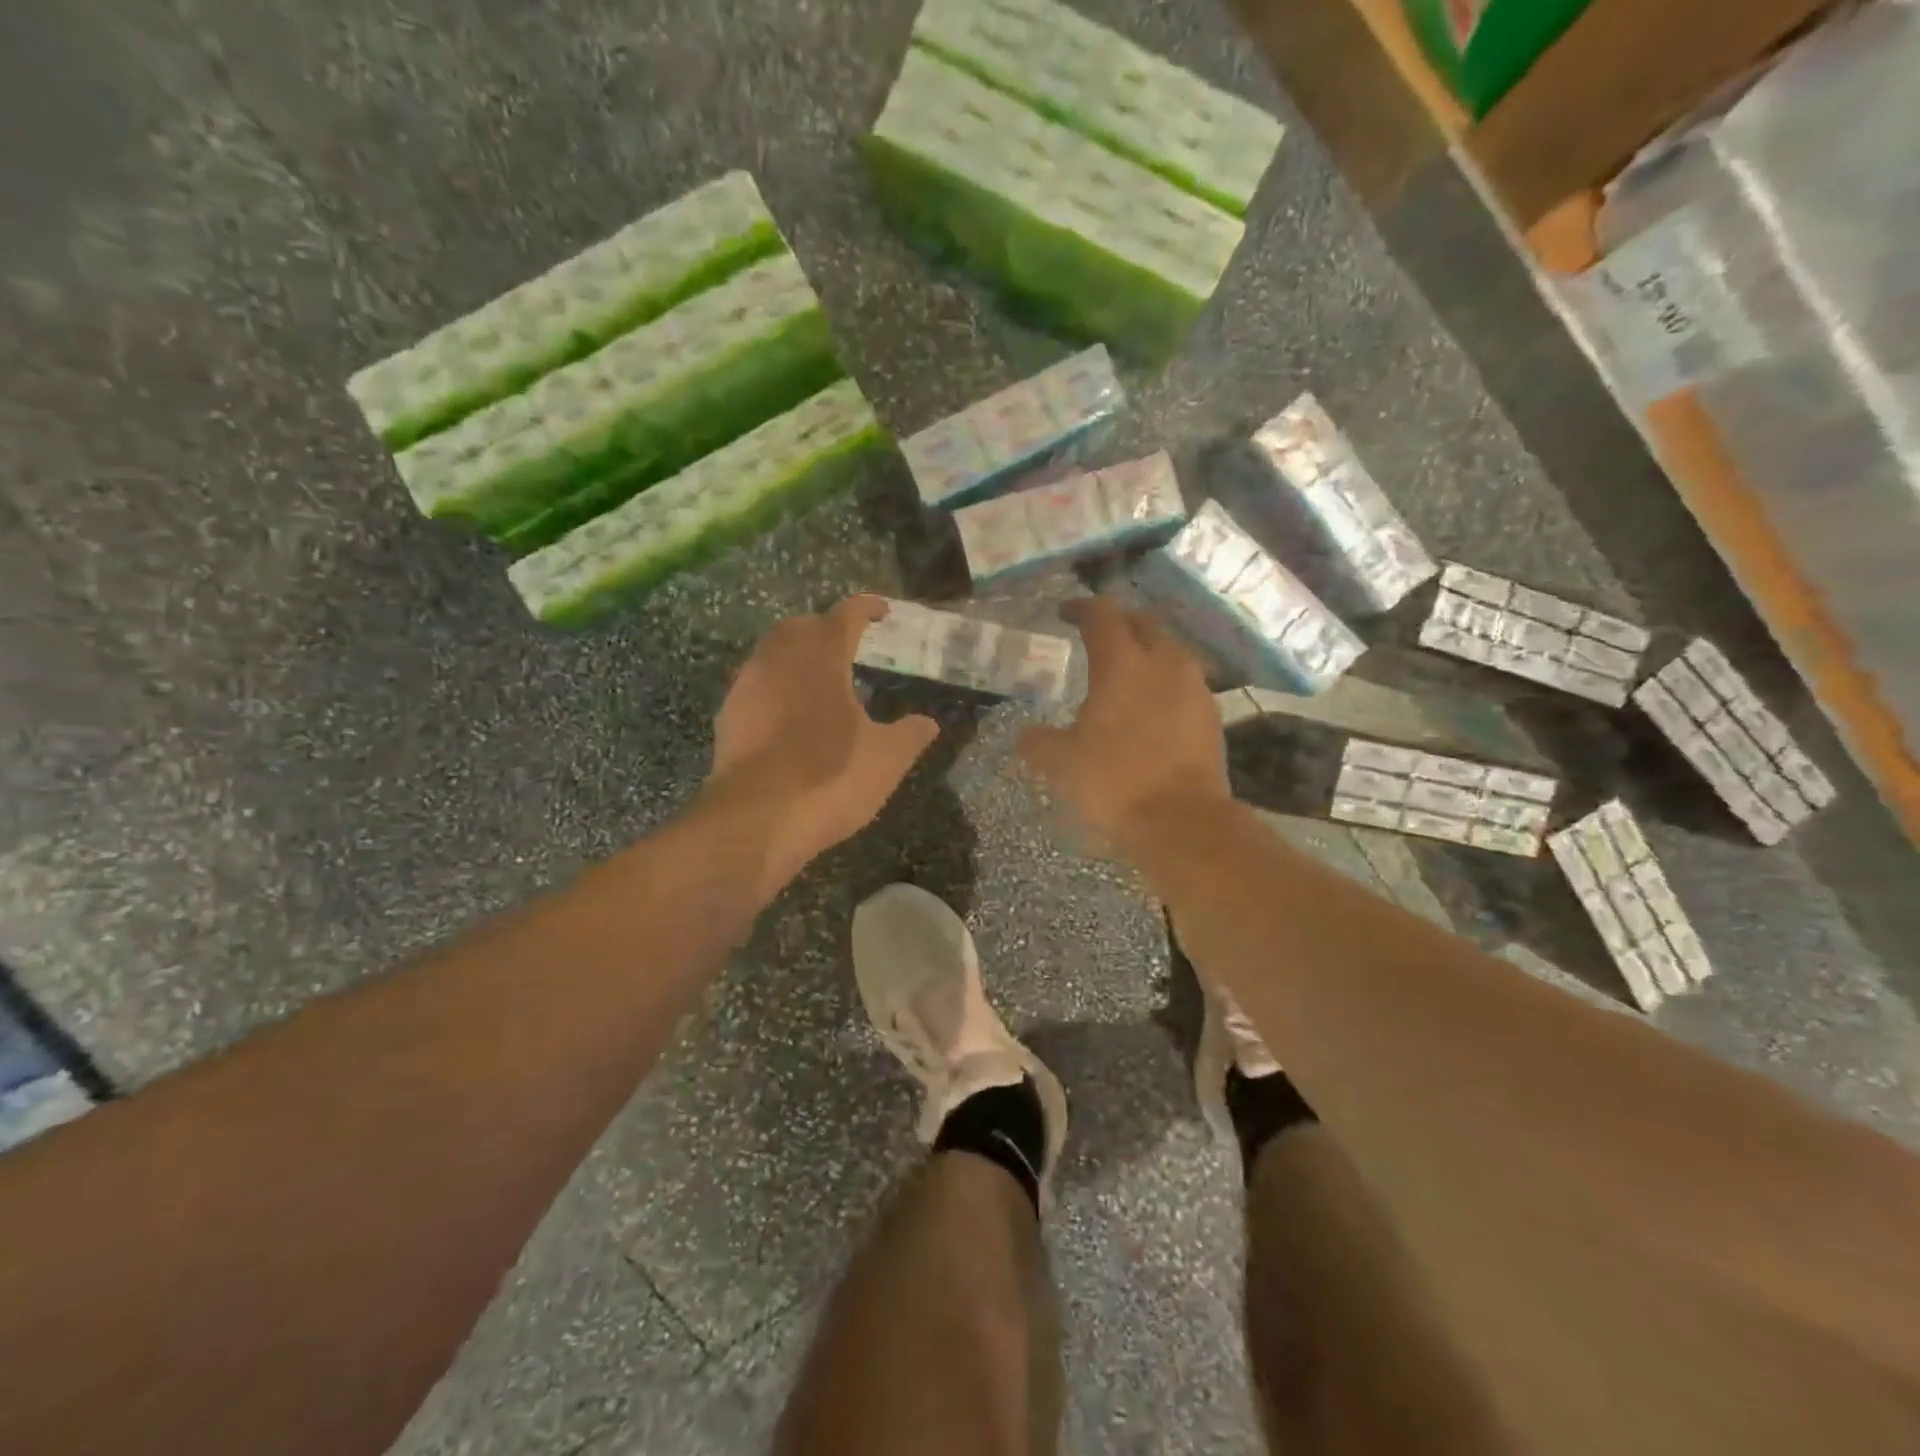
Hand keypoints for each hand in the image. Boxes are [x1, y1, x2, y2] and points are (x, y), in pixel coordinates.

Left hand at [704, 596, 938, 898]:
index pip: (846, 615)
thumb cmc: (831, 777)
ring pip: (773, 652)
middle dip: (826, 627)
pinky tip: (790, 713)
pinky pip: (756, 684)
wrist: (756, 819)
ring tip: (820, 677)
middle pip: (802, 626)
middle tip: (848, 644)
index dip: (866, 608)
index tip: (882, 611)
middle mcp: (780, 659)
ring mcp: (748, 686)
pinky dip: (777, 686)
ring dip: (797, 655)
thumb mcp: (887, 759)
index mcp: (822, 657)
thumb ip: (911, 734)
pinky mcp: (729, 716)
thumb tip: (928, 722)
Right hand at [1019, 598, 1228, 846]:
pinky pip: (1185, 682)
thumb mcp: (1061, 764)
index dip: (1081, 608)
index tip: (1065, 613)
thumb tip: (1026, 736)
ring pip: (1170, 651)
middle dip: (1119, 622)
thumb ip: (1038, 742)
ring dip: (1147, 651)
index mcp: (1122, 664)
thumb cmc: (1115, 782)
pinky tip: (1151, 706)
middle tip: (1098, 635)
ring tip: (1126, 671)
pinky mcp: (1211, 715)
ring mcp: (1194, 688)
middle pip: (1143, 623)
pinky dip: (1164, 682)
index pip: (1102, 616)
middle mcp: (1164, 664)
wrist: (1182, 821)